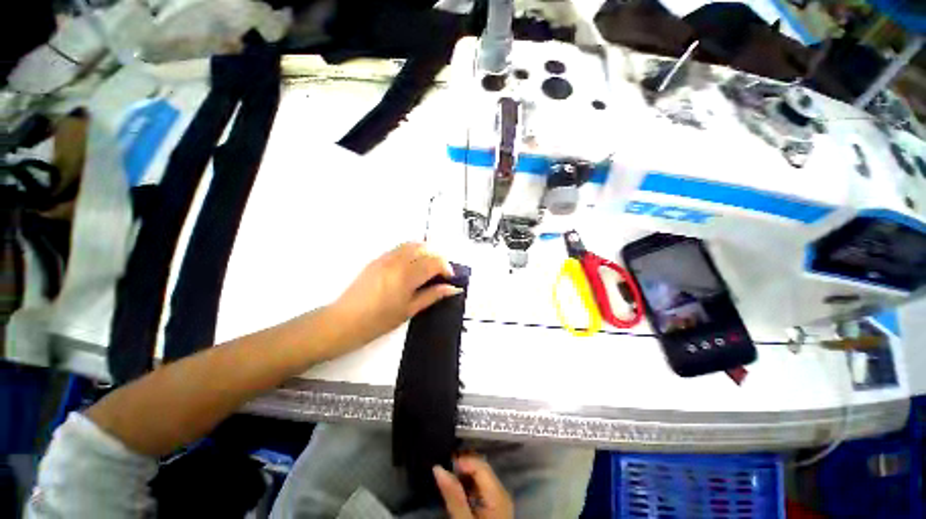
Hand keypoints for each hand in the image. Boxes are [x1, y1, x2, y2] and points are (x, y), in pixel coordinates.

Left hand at [329, 242, 460, 353]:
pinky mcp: (378, 258)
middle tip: (441, 274)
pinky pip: (400, 248)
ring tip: (428, 268)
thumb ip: (432, 296)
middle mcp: (397, 261)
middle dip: (438, 258)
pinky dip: (412, 252)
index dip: (446, 268)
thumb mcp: (409, 310)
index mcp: (406, 276)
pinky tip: (413, 266)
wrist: (344, 321)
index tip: (449, 279)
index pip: (434, 262)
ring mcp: (386, 257)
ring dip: (426, 252)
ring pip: (413, 245)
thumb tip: (453, 289)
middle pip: (425, 249)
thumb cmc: (379, 321)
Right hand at [434, 456, 513, 518]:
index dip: (462, 460)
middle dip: (462, 466)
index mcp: (497, 493)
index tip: (444, 463)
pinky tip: (458, 491)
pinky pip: (482, 487)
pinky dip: (469, 485)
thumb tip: (438, 468)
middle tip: (443, 470)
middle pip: (481, 468)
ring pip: (481, 477)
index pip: (479, 464)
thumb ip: (453, 496)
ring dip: (465, 475)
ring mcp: (499, 499)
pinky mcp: (495, 508)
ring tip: (448, 478)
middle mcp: (501, 491)